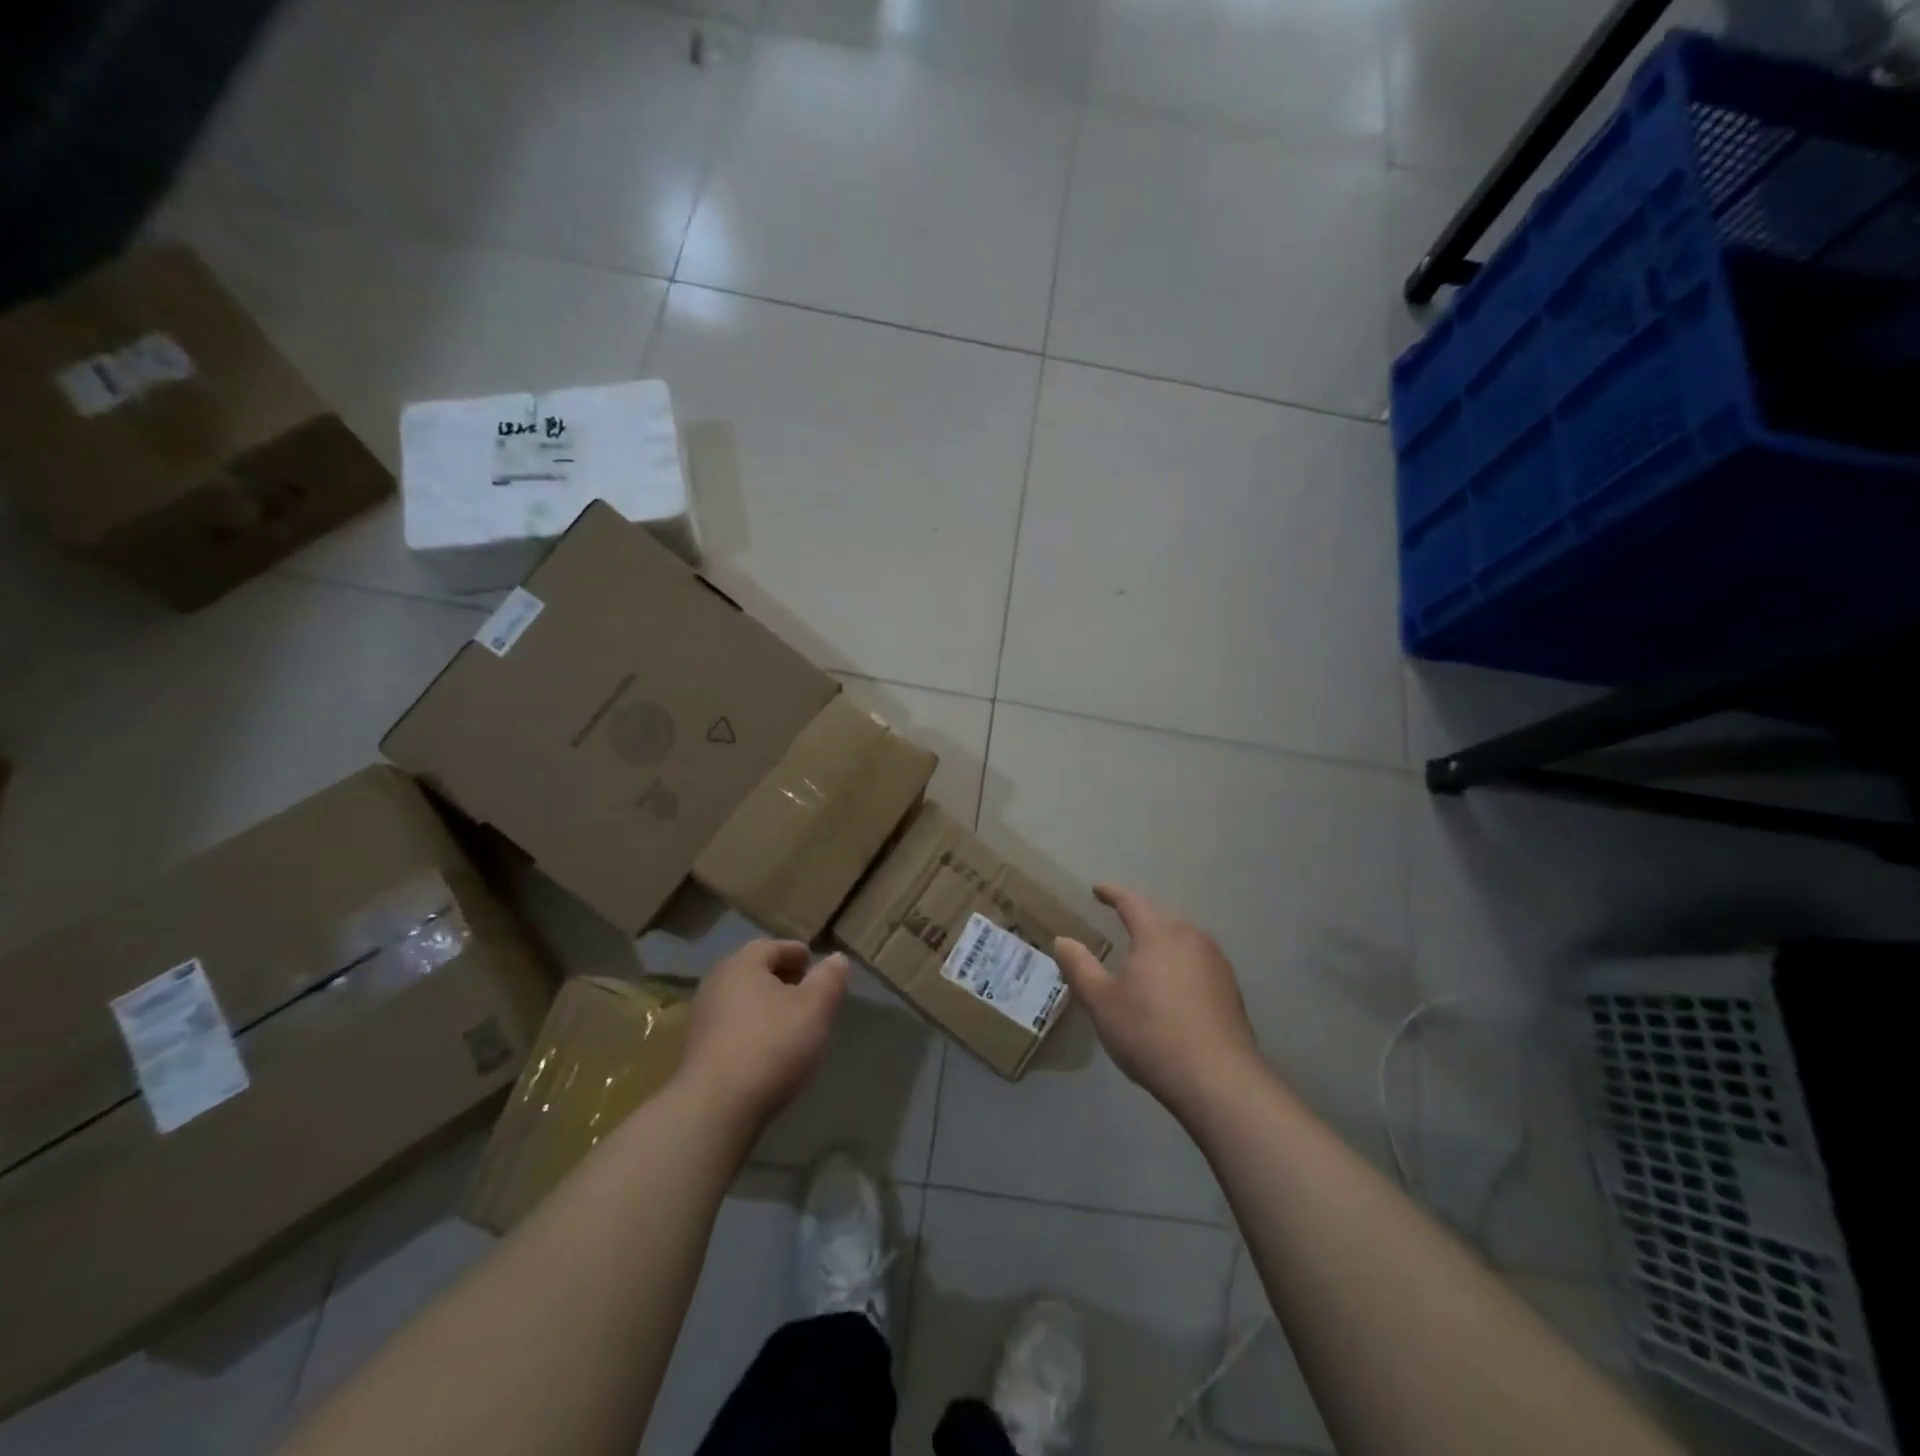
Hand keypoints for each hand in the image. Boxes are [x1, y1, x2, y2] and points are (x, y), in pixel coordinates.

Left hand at [678, 940, 849, 1132]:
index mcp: (741, 963)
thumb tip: (836, 959)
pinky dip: (754, 1031)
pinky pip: (734, 1030)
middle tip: (810, 996)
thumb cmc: (772, 1044)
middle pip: (755, 973)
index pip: (772, 946)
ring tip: (794, 1026)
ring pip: (744, 1002)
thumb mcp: (815, 1007)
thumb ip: (829, 978)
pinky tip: (771, 1052)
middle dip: (783, 980)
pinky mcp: (698, 1053)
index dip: (798, 954)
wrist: (716, 1109)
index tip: (817, 968)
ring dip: (768, 1008)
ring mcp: (702, 1020)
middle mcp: (716, 984)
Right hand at [1054, 885, 1259, 1119]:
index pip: (1131, 901)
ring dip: (1160, 940)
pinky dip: (1179, 963)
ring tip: (1143, 952)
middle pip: (1160, 916)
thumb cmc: (1150, 1033)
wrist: (1218, 1079)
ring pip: (1182, 938)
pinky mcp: (1230, 989)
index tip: (1098, 890)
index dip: (1112, 893)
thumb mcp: (1101, 1001)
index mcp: (1158, 933)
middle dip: (1138, 915)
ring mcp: (1216, 962)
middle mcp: (1191, 937)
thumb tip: (1063, 940)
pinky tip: (1171, 985)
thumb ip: (1079, 966)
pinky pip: (1197, 961)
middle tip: (1118, 919)